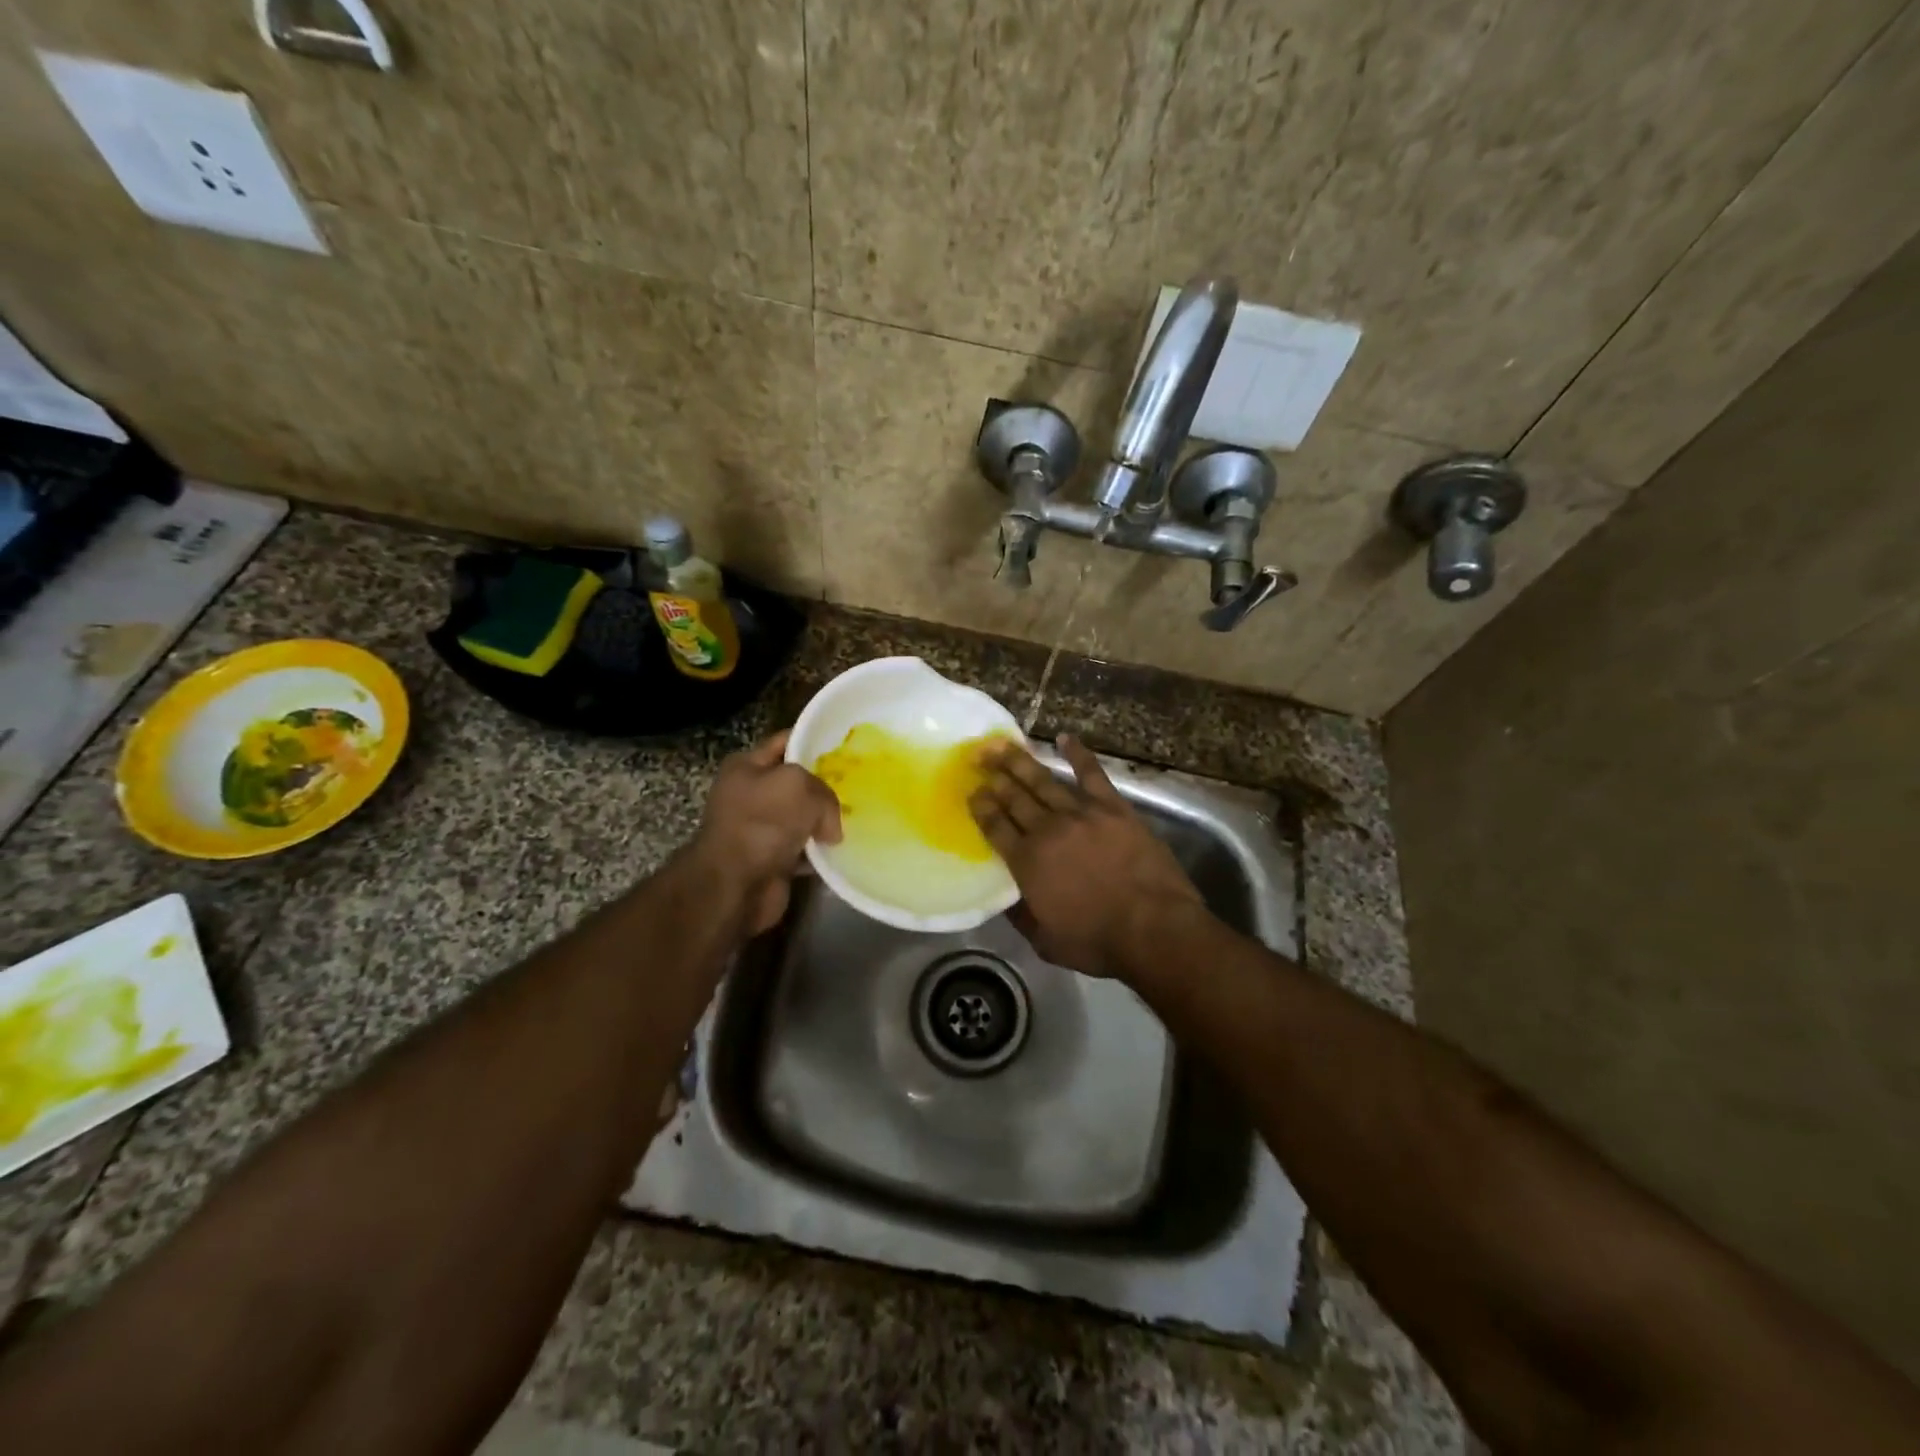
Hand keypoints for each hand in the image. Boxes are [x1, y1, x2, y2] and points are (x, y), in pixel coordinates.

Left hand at [685, 731, 841, 936]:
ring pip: (804, 818)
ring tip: (858, 819)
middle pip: (798, 783)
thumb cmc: (762, 822)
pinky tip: (843, 851)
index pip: (786, 741)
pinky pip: (806, 850)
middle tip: (859, 786)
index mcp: (747, 766)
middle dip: (826, 785)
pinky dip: (822, 853)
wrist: (736, 885)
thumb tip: (830, 826)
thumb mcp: (799, 785)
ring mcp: (761, 829)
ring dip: (826, 822)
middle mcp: (751, 794)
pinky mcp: (773, 860)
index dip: (815, 740)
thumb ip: (825, 791)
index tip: (847, 746)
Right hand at [969, 735, 1202, 980]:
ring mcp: (1081, 813)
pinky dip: (1078, 754)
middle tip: (978, 758)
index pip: (994, 826)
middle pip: (1014, 797)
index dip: (980, 806)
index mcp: (1026, 861)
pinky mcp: (1113, 807)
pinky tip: (1065, 738)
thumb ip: (1021, 915)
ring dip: (1019, 760)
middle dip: (993, 776)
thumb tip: (1005, 899)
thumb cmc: (1098, 942)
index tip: (971, 792)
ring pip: (1043, 780)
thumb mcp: (1045, 941)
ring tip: (1001, 745)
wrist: (1153, 928)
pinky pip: (1092, 774)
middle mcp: (1047, 830)